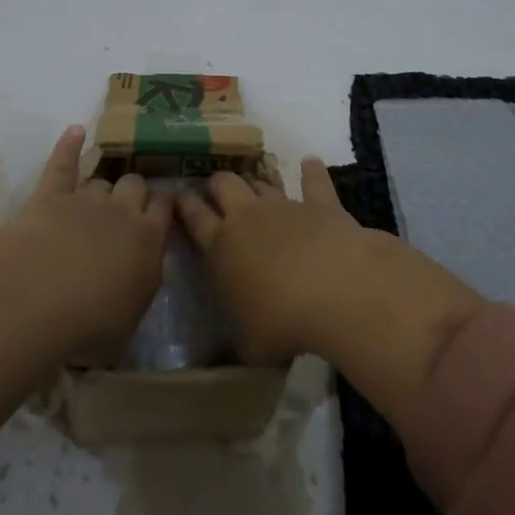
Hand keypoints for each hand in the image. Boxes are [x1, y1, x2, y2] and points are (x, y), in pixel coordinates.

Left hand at [0, 126, 171, 510]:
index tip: (166, 204)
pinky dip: (68, 145)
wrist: (41, 296)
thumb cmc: (90, 323)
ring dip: (103, 184)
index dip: (165, 204)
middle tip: (130, 203)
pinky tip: (75, 131)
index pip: (165, 210)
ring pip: (103, 180)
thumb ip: (138, 288)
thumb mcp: (129, 319)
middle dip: (135, 190)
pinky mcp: (51, 194)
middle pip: (136, 186)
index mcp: (149, 241)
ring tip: (102, 188)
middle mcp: (122, 212)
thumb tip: (139, 276)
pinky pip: (63, 163)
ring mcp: (86, 199)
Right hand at [174, 156, 388, 362]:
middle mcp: (247, 217)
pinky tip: (310, 162)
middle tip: (215, 193)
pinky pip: (314, 182)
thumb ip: (235, 339)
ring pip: (261, 183)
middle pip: (223, 185)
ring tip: (253, 187)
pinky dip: (312, 172)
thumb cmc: (282, 322)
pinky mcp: (320, 204)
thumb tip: (229, 351)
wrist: (336, 290)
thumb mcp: (248, 345)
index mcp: (220, 247)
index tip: (178, 197)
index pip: (194, 217)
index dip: (184, 205)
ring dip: (255, 184)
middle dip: (216, 185)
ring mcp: (284, 206)